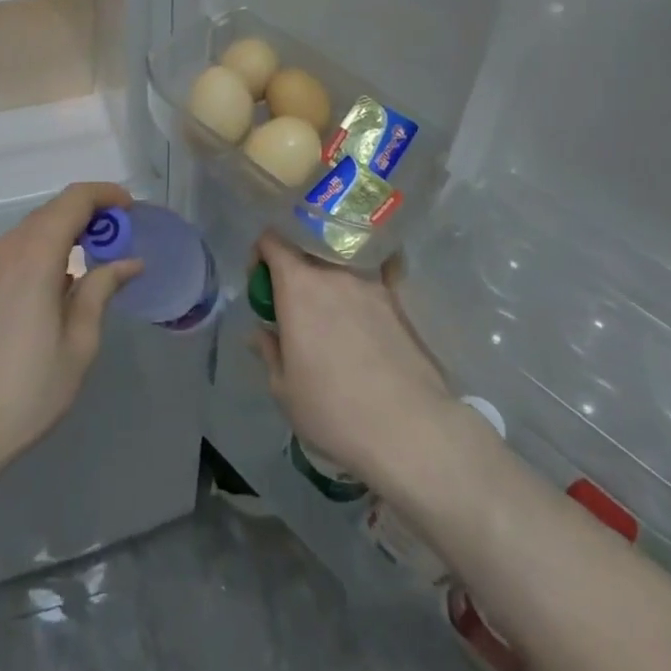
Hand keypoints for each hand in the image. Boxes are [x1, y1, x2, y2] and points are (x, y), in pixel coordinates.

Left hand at [0, 182, 141, 479]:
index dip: (104, 195)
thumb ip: (101, 290)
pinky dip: (36, 255)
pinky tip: (47, 292)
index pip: (73, 200)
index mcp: (33, 256)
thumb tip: (128, 262)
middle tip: (115, 243)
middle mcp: (2, 249)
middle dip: (86, 218)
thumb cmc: (27, 389)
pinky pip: (8, 254)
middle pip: (49, 213)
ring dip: (60, 237)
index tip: (128, 209)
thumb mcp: (79, 343)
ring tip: (84, 271)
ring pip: (27, 233)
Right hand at [251, 232, 455, 488]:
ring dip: (328, 285)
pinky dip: (365, 288)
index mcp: (298, 286)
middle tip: (293, 308)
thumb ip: (269, 351)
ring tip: (332, 322)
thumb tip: (262, 332)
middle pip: (307, 253)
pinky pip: (377, 281)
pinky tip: (368, 311)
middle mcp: (334, 274)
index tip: (261, 286)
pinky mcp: (399, 304)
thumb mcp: (284, 389)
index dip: (261, 256)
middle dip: (294, 272)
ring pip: (340, 269)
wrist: (409, 429)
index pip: (272, 241)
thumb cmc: (333, 409)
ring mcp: (371, 285)